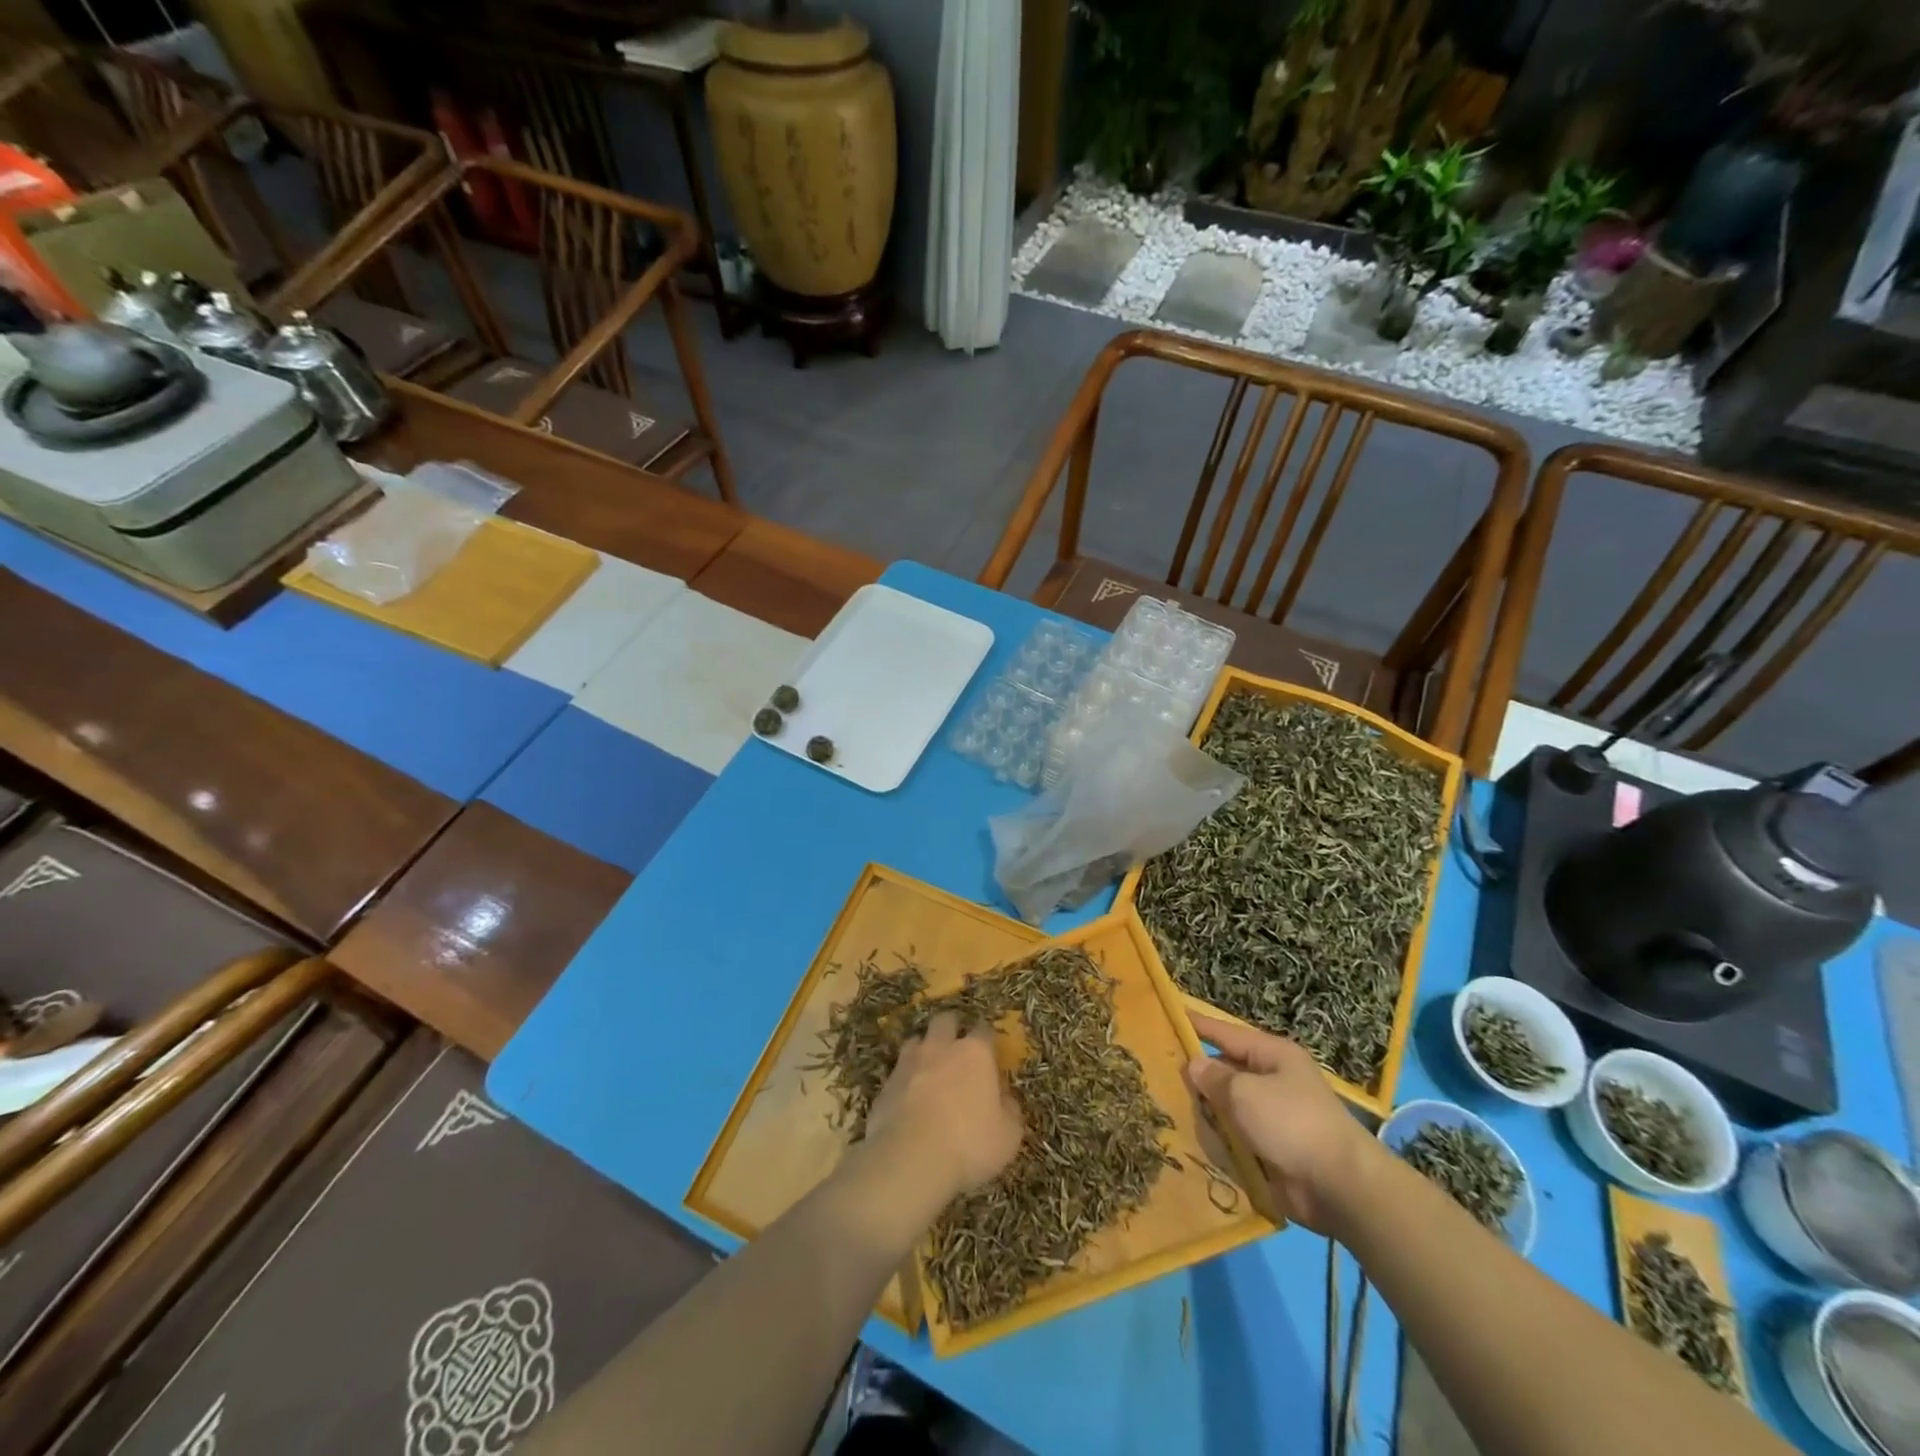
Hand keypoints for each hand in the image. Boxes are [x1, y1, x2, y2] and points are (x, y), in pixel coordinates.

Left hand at [864, 1013, 1023, 1209]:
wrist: (910, 1158)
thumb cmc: (969, 1143)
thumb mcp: (1008, 1136)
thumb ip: (1010, 1111)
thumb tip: (1006, 1100)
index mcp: (975, 1053)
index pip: (984, 1030)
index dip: (988, 1040)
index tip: (991, 1053)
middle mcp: (941, 1048)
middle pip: (945, 1021)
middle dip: (951, 1029)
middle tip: (957, 1049)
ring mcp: (909, 1063)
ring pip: (916, 1041)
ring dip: (924, 1050)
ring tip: (929, 1070)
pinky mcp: (886, 1084)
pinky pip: (897, 1073)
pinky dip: (904, 1081)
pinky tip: (908, 1100)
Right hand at [1186, 1014, 1380, 1234]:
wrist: (1340, 1188)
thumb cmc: (1292, 1122)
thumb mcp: (1245, 1092)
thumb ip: (1215, 1077)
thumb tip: (1194, 1065)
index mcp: (1272, 1055)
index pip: (1226, 1033)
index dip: (1197, 1025)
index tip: (1167, 1016)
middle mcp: (1272, 1081)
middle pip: (1225, 1072)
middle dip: (1195, 1077)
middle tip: (1155, 1073)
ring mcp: (1272, 1118)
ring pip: (1226, 1108)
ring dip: (1204, 1113)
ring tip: (1164, 1109)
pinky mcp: (1270, 1151)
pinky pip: (1235, 1139)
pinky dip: (1216, 1141)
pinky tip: (1188, 1142)